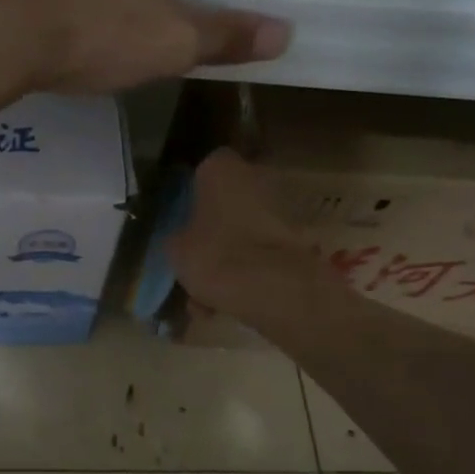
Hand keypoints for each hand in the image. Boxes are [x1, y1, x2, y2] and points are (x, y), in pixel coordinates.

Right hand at [167, 150, 314, 313]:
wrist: (274, 288)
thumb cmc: (216, 255)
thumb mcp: (175, 249)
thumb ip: (177, 237)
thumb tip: (181, 240)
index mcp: (221, 169)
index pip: (202, 170)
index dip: (190, 196)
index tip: (182, 220)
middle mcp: (256, 176)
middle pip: (227, 201)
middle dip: (213, 228)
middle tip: (196, 258)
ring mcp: (282, 206)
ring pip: (244, 231)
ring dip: (229, 255)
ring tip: (207, 296)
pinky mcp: (298, 238)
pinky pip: (261, 252)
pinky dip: (247, 272)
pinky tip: (227, 304)